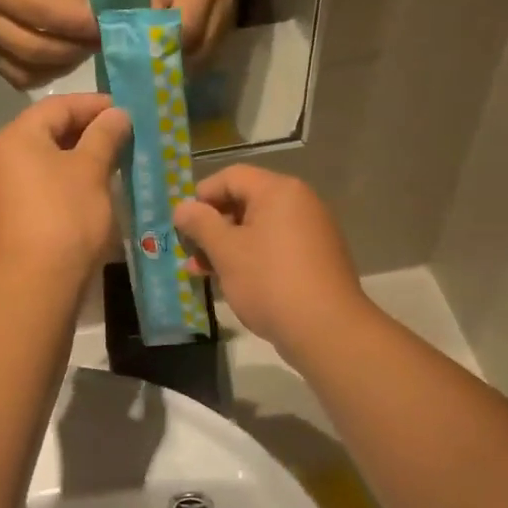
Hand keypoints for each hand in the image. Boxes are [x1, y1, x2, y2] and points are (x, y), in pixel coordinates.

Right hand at [0, 0, 98, 88]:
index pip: (45, 15)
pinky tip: (60, 62)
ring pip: (26, 72)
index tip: (102, 28)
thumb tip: (93, 27)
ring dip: (60, 67)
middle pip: (35, 50)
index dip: (78, 26)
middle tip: (95, 44)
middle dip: (72, 51)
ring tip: (80, 52)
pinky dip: (44, 75)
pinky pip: (18, 78)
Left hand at [0, 93, 131, 288]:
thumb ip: (104, 136)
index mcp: (17, 137)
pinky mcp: (8, 216)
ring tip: (113, 162)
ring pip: (44, 160)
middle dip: (87, 131)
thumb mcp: (91, 171)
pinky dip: (65, 180)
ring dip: (78, 157)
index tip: (126, 110)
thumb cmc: (66, 217)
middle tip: (123, 135)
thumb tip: (117, 114)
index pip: (58, 106)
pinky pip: (40, 185)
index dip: (94, 104)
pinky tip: (91, 190)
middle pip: (47, 131)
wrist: (35, 283)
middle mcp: (1, 157)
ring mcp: (1, 189)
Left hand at [149, 0, 233, 60]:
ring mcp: (229, 8)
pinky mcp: (232, 14)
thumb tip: (158, 53)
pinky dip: (204, 50)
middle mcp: (220, 1)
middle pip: (204, 44)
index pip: (188, 32)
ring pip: (213, 46)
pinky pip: (218, 40)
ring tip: (179, 68)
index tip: (161, 65)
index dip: (175, 51)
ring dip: (196, 60)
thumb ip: (160, 23)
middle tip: (170, 72)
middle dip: (186, 61)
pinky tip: (190, 56)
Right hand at [173, 165, 369, 359]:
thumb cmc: (269, 281)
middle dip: (212, 225)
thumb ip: (200, 224)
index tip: (182, 224)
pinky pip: (274, 247)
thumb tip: (183, 207)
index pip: (231, 177)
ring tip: (201, 271)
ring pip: (258, 228)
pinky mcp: (315, 259)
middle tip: (189, 251)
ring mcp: (311, 231)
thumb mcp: (226, 251)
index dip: (202, 196)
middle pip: (245, 201)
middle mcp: (299, 203)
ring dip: (227, 245)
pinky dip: (250, 257)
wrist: (326, 330)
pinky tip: (231, 282)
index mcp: (279, 191)